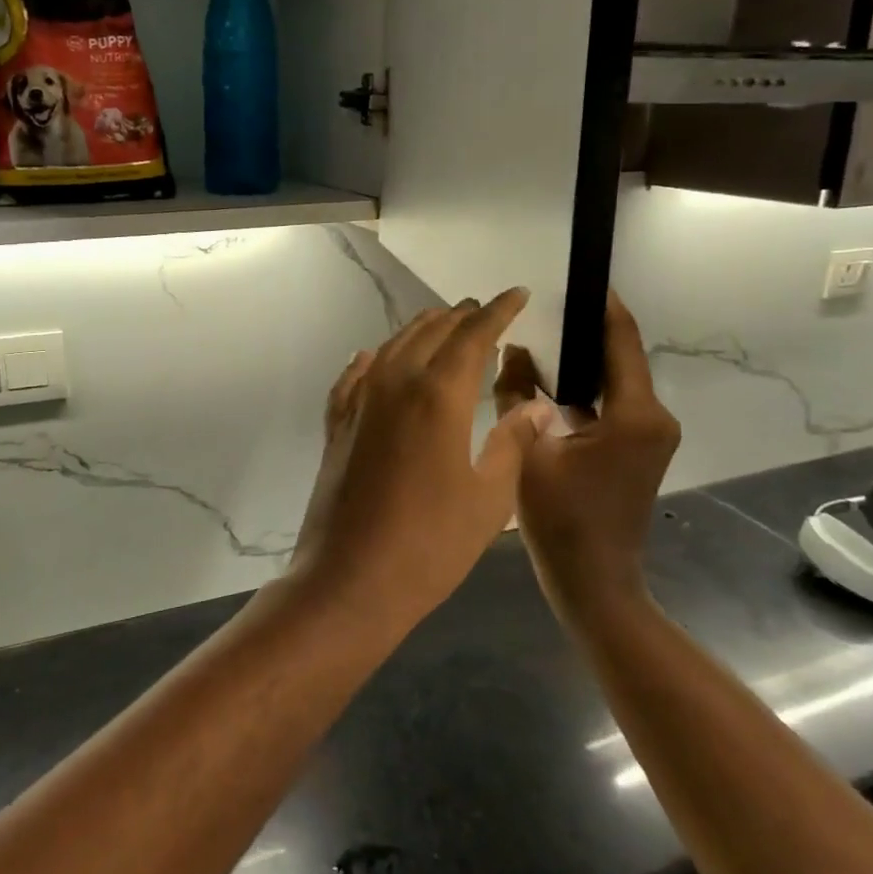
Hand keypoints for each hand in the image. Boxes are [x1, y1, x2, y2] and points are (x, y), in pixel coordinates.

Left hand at [289, 289, 557, 635]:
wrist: (351, 578)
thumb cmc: (431, 543)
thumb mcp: (490, 497)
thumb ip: (512, 442)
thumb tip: (535, 407)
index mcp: (438, 395)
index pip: (473, 335)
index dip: (498, 311)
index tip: (518, 294)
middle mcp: (394, 384)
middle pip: (430, 332)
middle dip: (461, 316)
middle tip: (485, 310)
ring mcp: (359, 403)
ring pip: (391, 347)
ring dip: (421, 331)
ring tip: (443, 325)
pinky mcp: (337, 425)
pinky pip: (354, 378)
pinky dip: (371, 361)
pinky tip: (373, 358)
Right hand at [493, 291, 680, 614]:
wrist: (593, 583)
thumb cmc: (561, 520)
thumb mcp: (528, 451)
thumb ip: (517, 393)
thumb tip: (512, 349)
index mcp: (635, 414)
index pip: (621, 340)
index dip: (601, 305)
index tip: (575, 276)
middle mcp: (654, 417)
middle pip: (619, 357)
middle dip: (582, 331)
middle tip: (539, 308)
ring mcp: (650, 435)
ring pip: (613, 381)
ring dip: (579, 361)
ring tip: (536, 338)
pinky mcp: (637, 449)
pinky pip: (611, 403)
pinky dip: (582, 389)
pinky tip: (546, 383)